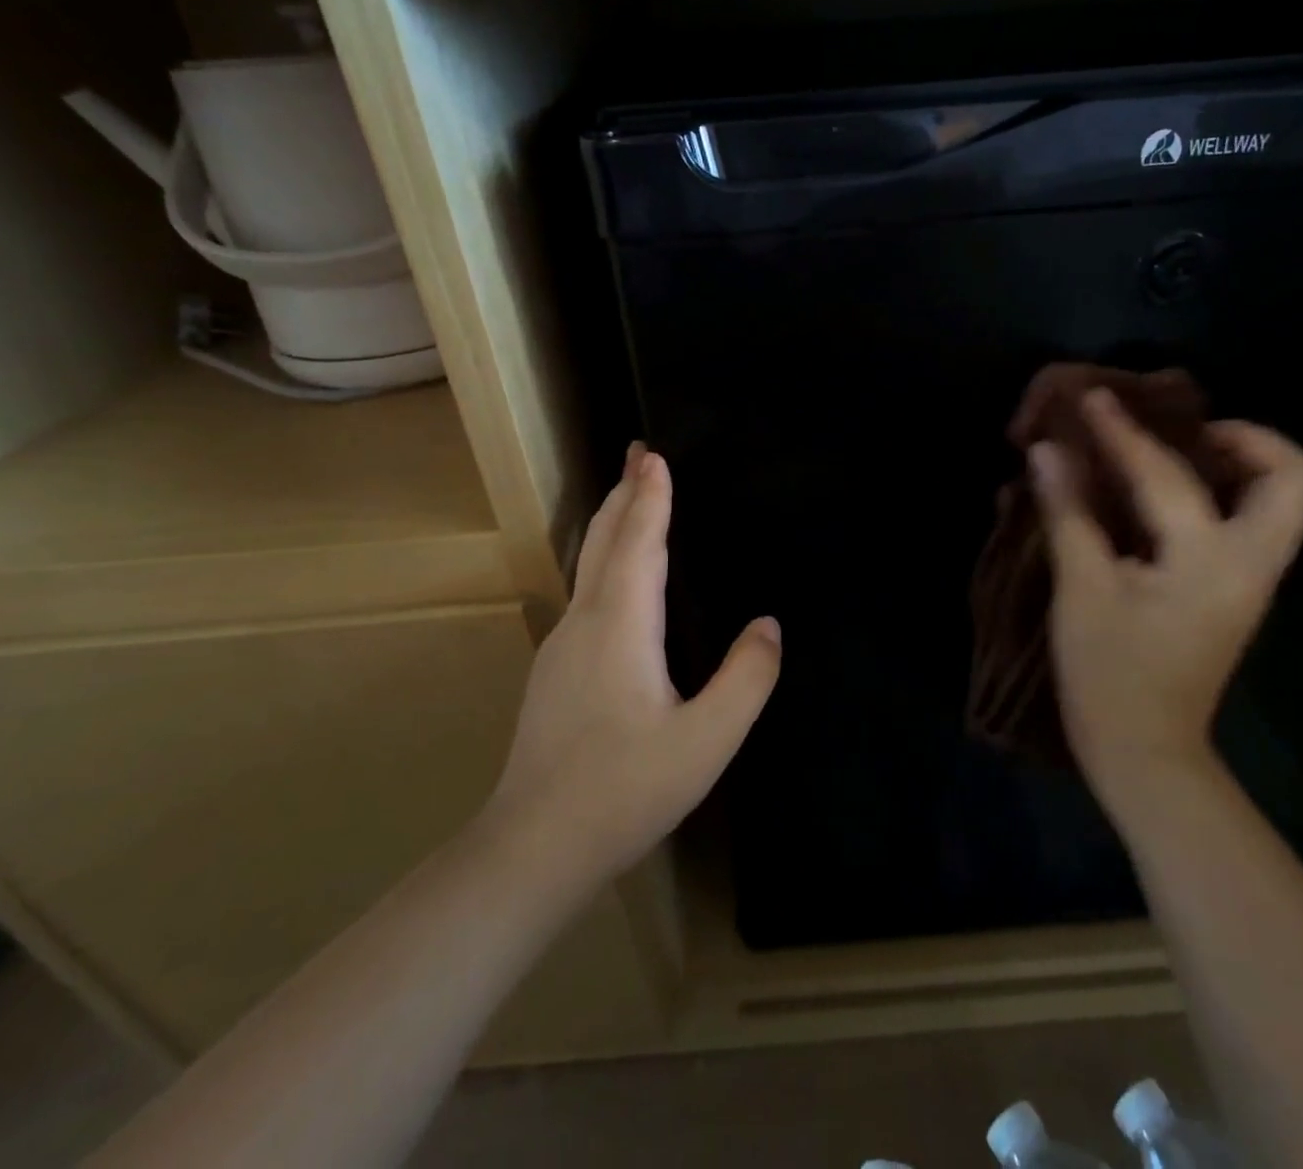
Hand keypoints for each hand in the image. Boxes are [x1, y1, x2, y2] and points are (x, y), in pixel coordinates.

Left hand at [486, 444, 780, 886]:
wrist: (533, 848)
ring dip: (612, 524)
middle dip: (622, 493)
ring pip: (588, 565)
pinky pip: (586, 592)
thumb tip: (769, 626)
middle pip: (603, 540)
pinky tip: (617, 579)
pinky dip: (606, 560)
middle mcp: (585, 622)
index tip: (654, 453)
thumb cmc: (624, 790)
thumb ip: (746, 679)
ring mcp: (562, 647)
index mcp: (621, 625)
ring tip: (630, 499)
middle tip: (637, 454)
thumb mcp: (705, 740)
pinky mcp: (556, 671)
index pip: (639, 542)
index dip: (650, 496)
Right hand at [1031, 390, 1302, 828]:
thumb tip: (1047, 451)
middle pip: (1295, 479)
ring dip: (1236, 462)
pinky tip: (1160, 493)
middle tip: (1181, 430)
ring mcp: (1251, 579)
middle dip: (1247, 438)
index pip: (1167, 474)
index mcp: (1211, 561)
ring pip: (1281, 500)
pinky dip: (1215, 492)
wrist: (1147, 753)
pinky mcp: (1235, 591)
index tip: (1094, 399)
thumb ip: (1069, 513)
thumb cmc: (1109, 675)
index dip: (1122, 432)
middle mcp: (1251, 562)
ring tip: (1173, 449)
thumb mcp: (1081, 590)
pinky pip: (1247, 521)